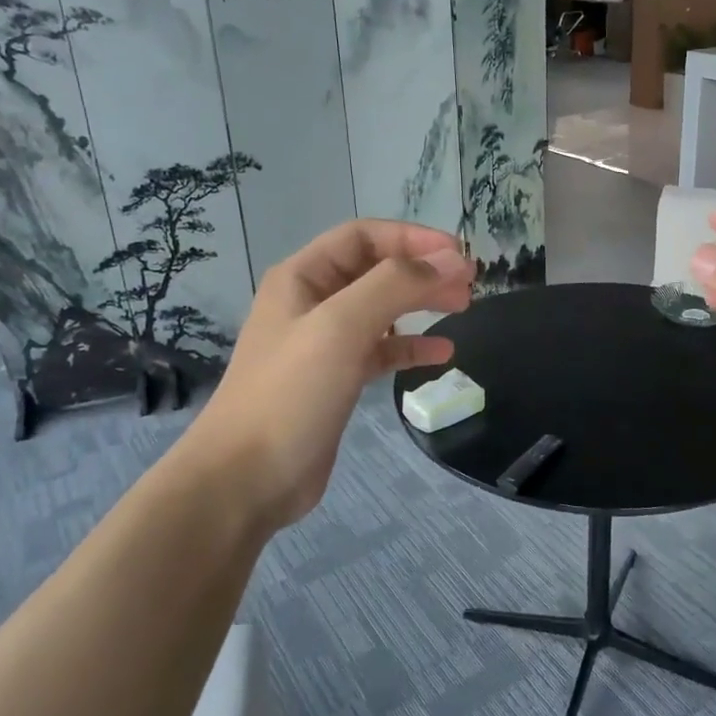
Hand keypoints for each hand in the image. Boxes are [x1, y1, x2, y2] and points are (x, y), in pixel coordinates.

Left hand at [166, 220, 474, 531]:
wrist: (247, 479)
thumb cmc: (291, 392)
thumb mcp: (342, 327)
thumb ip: (396, 285)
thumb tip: (451, 261)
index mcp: (303, 277)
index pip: (364, 236)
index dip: (413, 238)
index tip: (459, 253)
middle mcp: (313, 301)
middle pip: (377, 270)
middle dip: (423, 271)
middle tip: (469, 284)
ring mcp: (325, 342)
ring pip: (383, 309)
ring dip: (422, 304)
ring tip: (463, 307)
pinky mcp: (337, 379)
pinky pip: (382, 350)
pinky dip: (412, 346)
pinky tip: (442, 353)